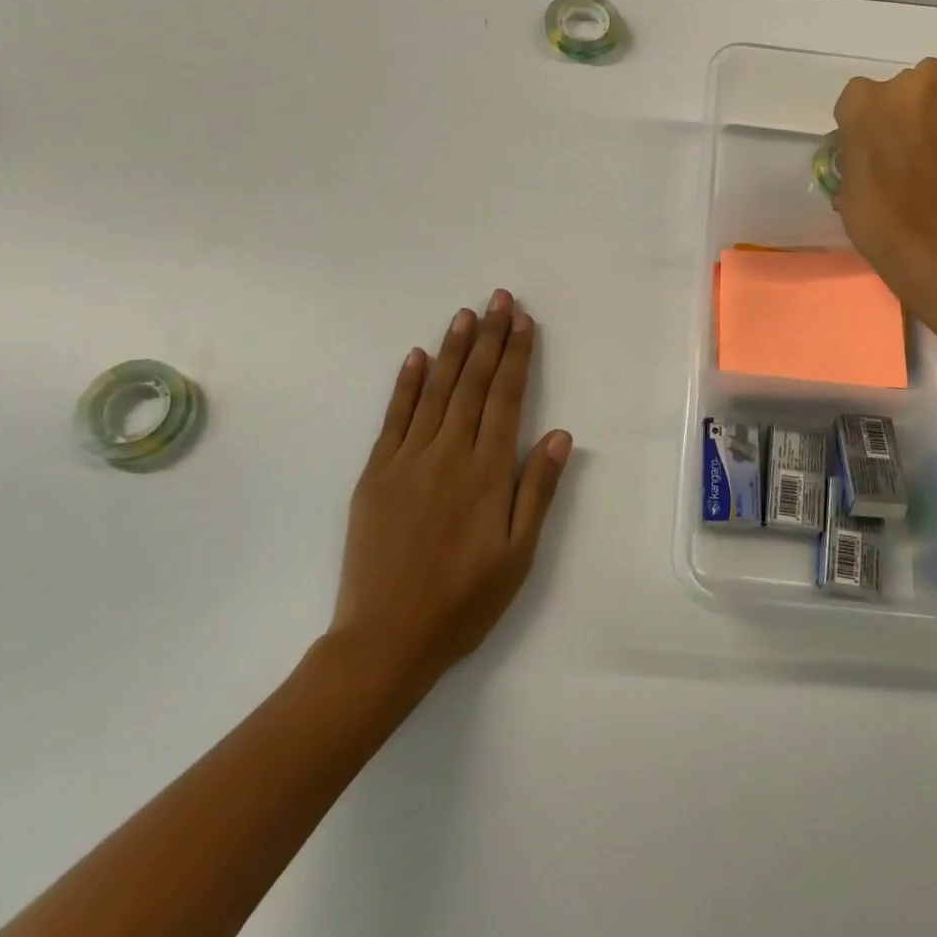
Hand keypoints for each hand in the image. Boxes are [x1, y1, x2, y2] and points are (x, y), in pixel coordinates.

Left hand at [330, 290, 571, 695]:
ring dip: (453, 350)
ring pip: (436, 391)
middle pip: (474, 384)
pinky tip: (417, 358)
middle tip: (499, 299)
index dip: (517, 356)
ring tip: (466, 314)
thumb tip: (559, 434)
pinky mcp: (376, 473)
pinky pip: (394, 418)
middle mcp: (449, 453)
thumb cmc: (464, 599)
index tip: (524, 321)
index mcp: (487, 471)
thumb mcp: (518, 554)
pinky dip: (407, 385)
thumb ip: (537, 489)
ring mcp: (408, 459)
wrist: (386, 638)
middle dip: (490, 338)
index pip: (506, 398)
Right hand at [832, 58, 936, 324]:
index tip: (862, 145)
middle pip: (902, 85)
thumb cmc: (873, 211)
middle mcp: (905, 88)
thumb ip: (856, 152)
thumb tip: (868, 154)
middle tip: (895, 142)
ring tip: (920, 153)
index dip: (859, 121)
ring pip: (934, 95)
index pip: (855, 98)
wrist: (930, 236)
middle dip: (900, 107)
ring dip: (927, 114)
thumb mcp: (846, 181)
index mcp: (862, 101)